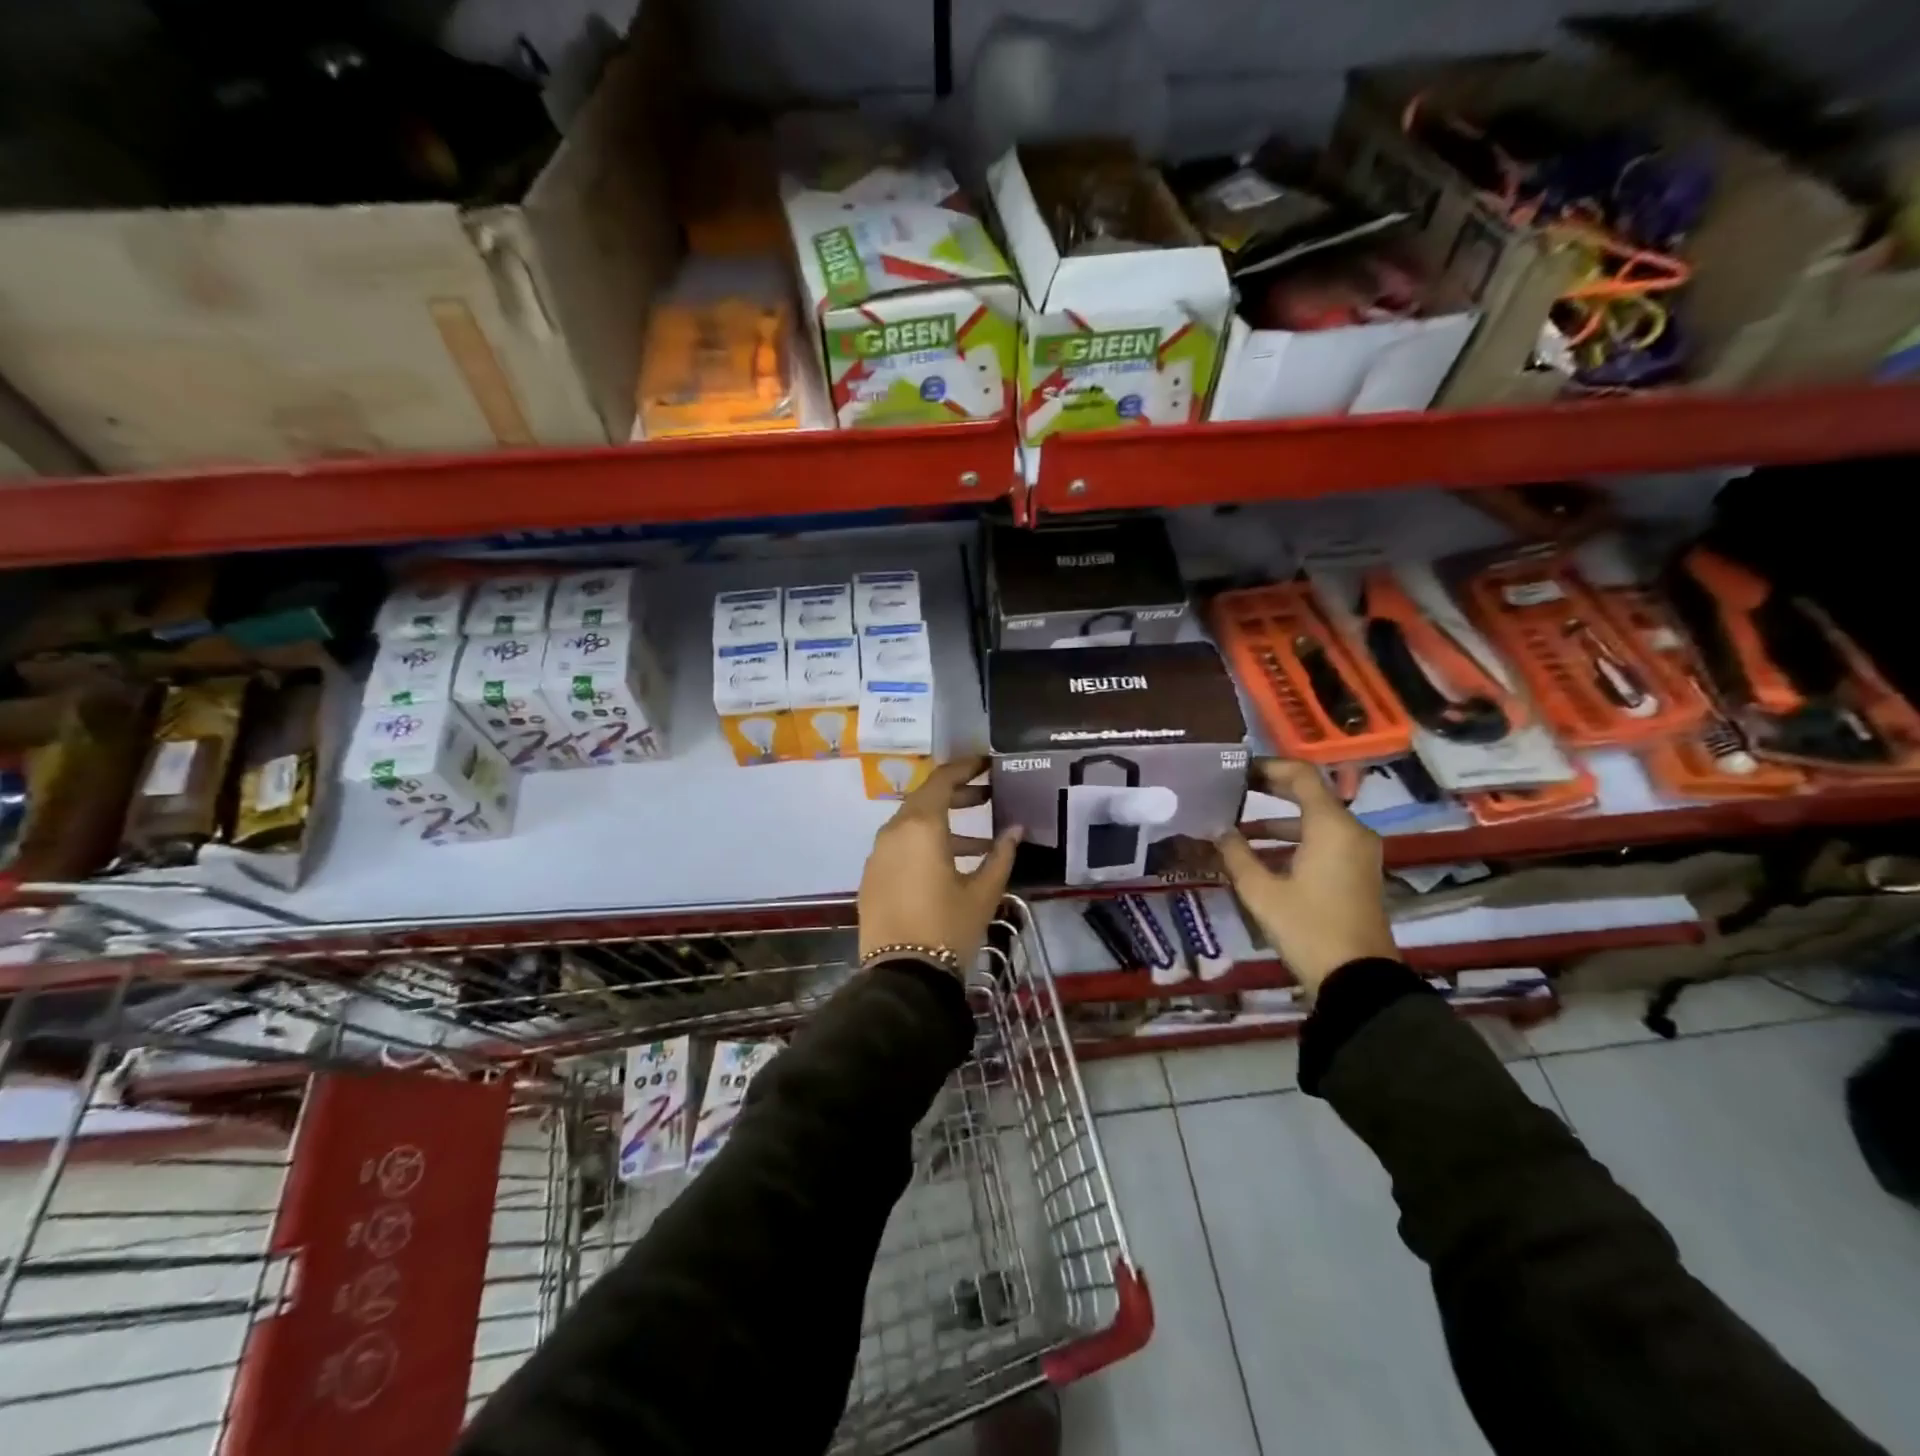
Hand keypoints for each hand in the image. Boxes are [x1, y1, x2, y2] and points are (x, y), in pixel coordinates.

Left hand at [858, 756, 1021, 966]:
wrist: (902, 975)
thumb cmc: (948, 927)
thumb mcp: (983, 891)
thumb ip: (1001, 855)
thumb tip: (1016, 829)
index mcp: (920, 827)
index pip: (942, 780)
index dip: (965, 767)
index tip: (986, 763)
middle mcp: (893, 831)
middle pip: (926, 799)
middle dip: (958, 794)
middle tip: (988, 795)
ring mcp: (878, 854)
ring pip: (912, 824)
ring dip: (944, 823)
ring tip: (980, 840)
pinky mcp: (871, 876)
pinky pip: (900, 846)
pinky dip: (925, 844)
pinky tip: (950, 865)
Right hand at [1214, 758, 1396, 995]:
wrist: (1357, 978)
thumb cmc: (1308, 928)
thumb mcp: (1261, 891)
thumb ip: (1236, 854)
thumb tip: (1217, 829)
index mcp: (1331, 826)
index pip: (1301, 775)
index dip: (1268, 767)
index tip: (1236, 770)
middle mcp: (1350, 831)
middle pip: (1308, 795)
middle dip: (1269, 791)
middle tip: (1232, 790)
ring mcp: (1357, 852)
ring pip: (1313, 821)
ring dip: (1276, 820)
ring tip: (1235, 826)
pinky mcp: (1356, 872)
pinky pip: (1322, 841)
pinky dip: (1292, 840)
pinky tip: (1258, 854)